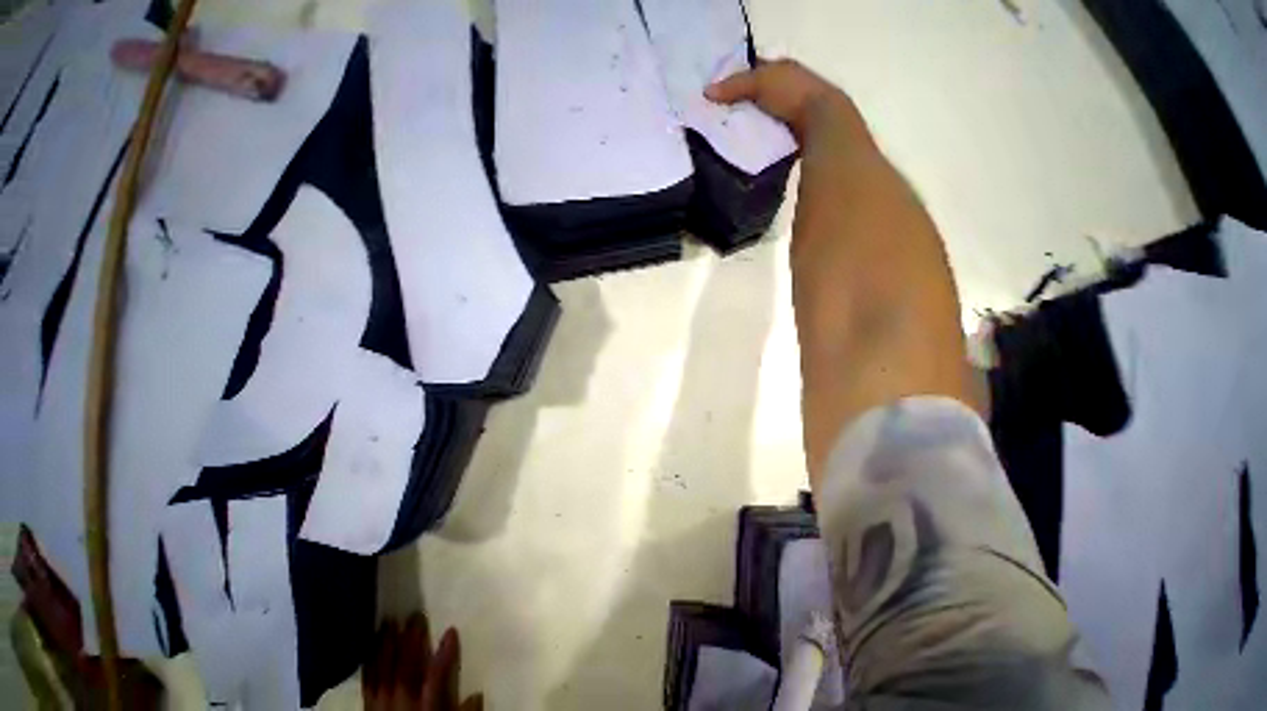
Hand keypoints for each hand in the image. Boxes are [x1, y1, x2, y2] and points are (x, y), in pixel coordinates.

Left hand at [362, 613, 483, 710]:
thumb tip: (478, 694)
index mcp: (425, 707)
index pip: (435, 677)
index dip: (444, 654)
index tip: (452, 630)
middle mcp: (401, 702)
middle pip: (405, 669)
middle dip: (411, 642)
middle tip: (415, 616)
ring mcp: (381, 704)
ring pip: (383, 672)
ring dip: (386, 647)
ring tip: (389, 623)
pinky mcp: (367, 706)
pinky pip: (367, 682)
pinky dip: (369, 664)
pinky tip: (370, 648)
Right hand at [704, 59, 851, 140]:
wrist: (821, 122)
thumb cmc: (793, 93)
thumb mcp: (761, 82)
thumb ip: (734, 85)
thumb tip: (706, 92)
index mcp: (783, 68)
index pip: (754, 70)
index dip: (736, 79)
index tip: (716, 95)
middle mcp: (788, 88)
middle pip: (757, 97)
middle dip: (740, 107)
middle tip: (717, 119)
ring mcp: (792, 113)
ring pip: (762, 118)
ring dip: (749, 127)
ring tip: (727, 137)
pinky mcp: (792, 135)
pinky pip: (769, 136)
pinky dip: (758, 141)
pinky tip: (744, 148)